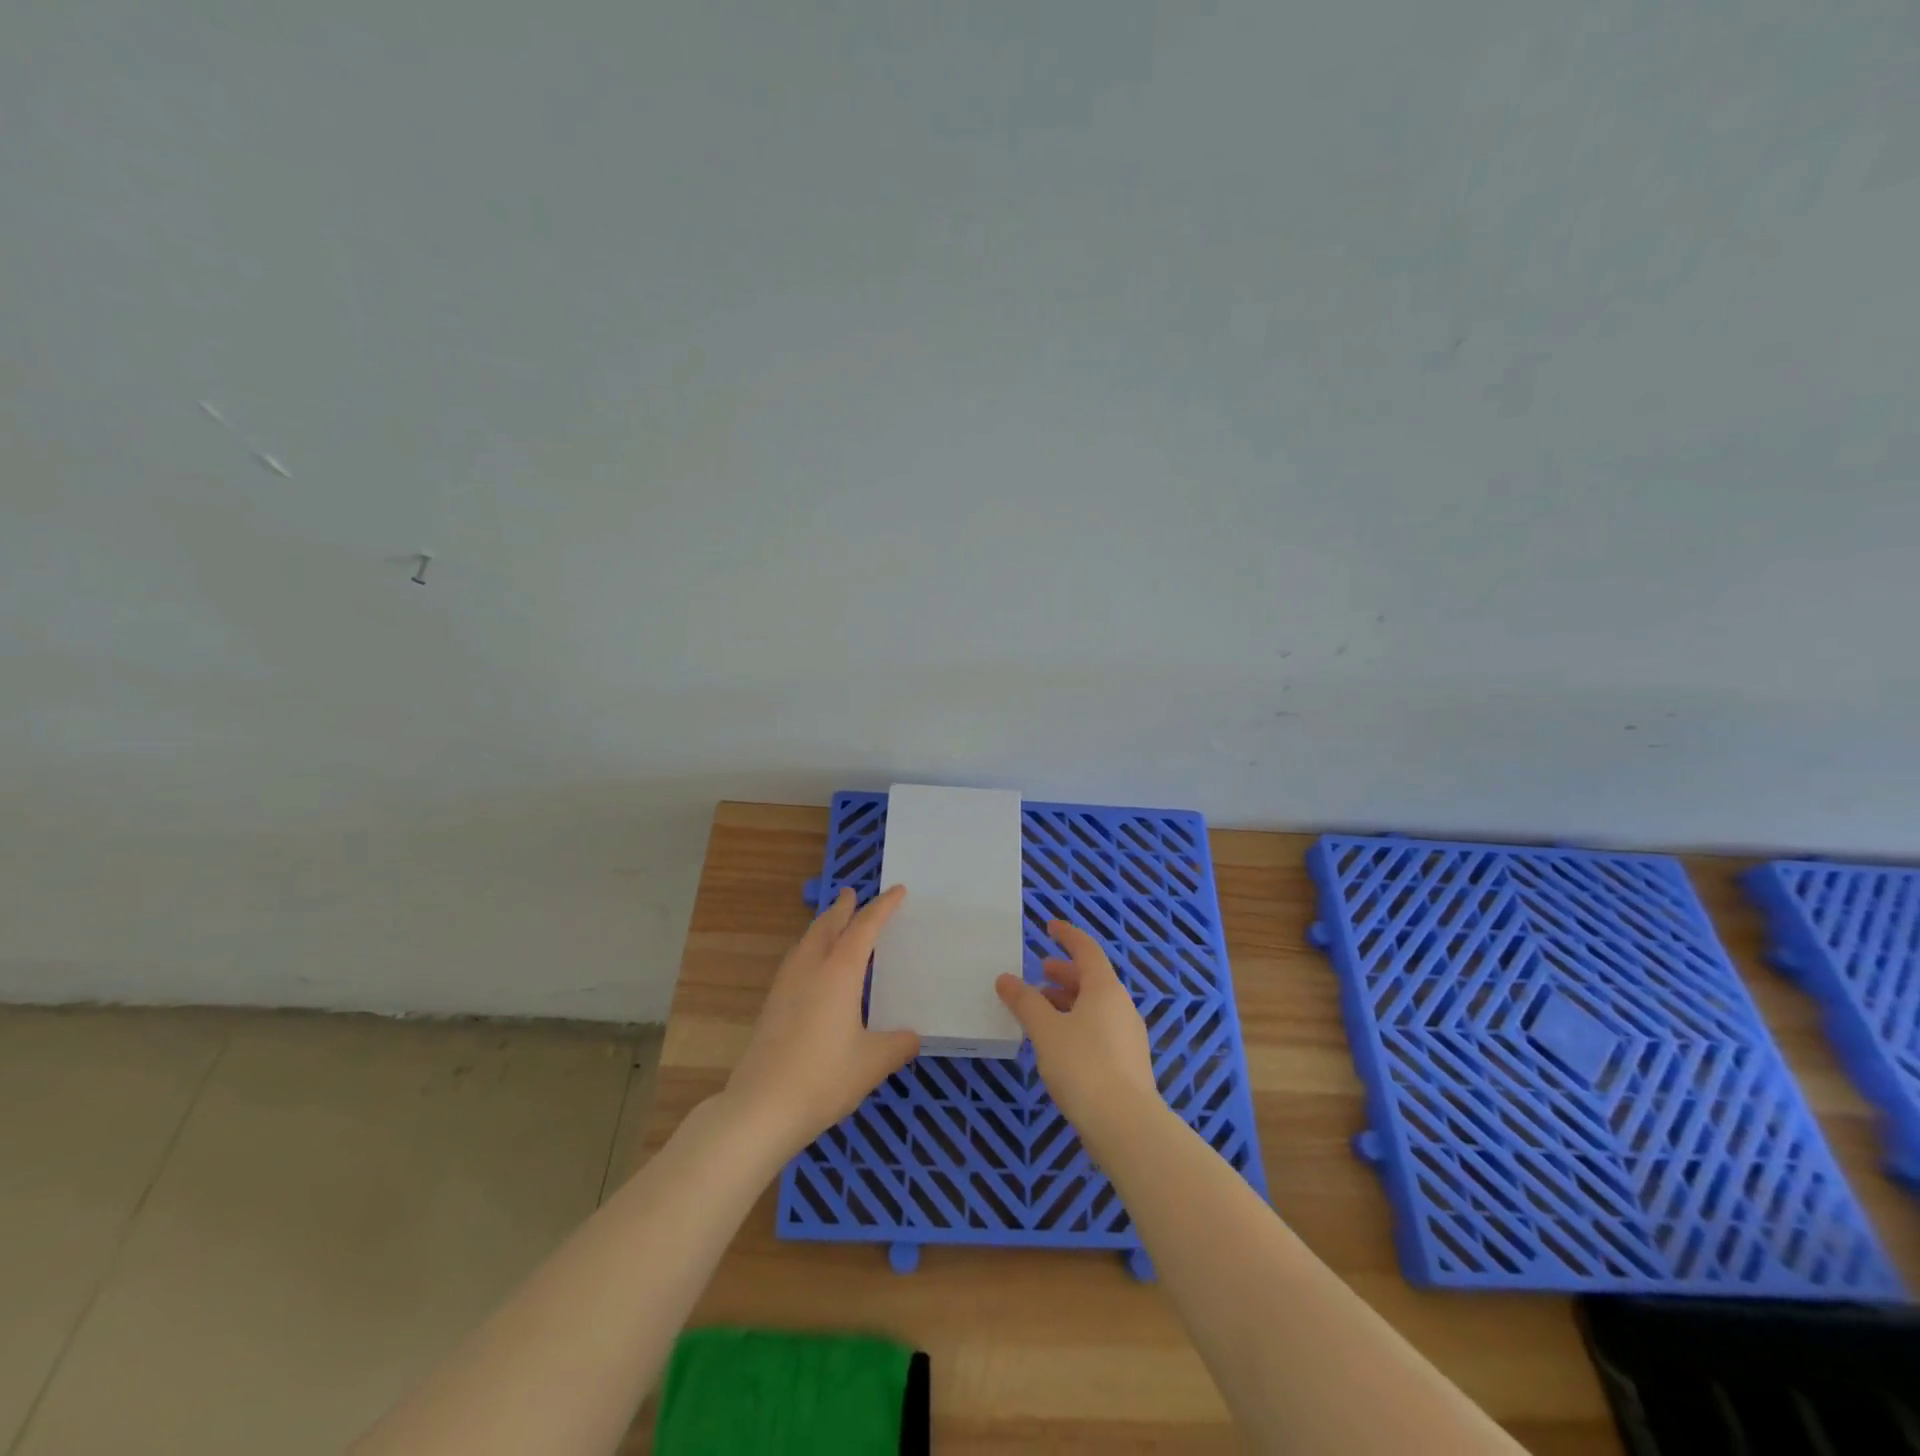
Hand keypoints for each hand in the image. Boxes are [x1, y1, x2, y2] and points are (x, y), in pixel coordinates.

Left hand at [723, 885, 919, 1158]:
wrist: (761, 1108)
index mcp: (839, 972)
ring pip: (806, 941)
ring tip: (832, 923)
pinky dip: (809, 948)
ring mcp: (786, 986)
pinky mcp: (771, 1005)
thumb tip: (912, 1038)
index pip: (865, 927)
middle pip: (827, 926)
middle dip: (843, 908)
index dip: (883, 907)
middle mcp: (811, 969)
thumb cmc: (824, 1078)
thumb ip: (898, 1045)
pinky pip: (795, 960)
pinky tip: (811, 967)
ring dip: (822, 926)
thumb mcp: (873, 1063)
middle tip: (852, 894)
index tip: (897, 890)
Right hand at [995, 921, 1161, 1145]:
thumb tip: (1006, 979)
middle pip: (1092, 978)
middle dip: (1064, 972)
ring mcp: (1128, 1035)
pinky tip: (1058, 1043)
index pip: (1086, 949)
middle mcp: (1121, 1005)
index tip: (1049, 926)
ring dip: (1068, 1000)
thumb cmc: (1083, 1066)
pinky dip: (1077, 1023)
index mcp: (1105, 989)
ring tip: (1041, 1010)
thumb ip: (1025, 1002)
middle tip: (1040, 972)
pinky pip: (1099, 1028)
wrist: (1125, 1125)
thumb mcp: (1045, 1030)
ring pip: (1095, 1005)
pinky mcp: (1128, 1063)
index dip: (1067, 935)